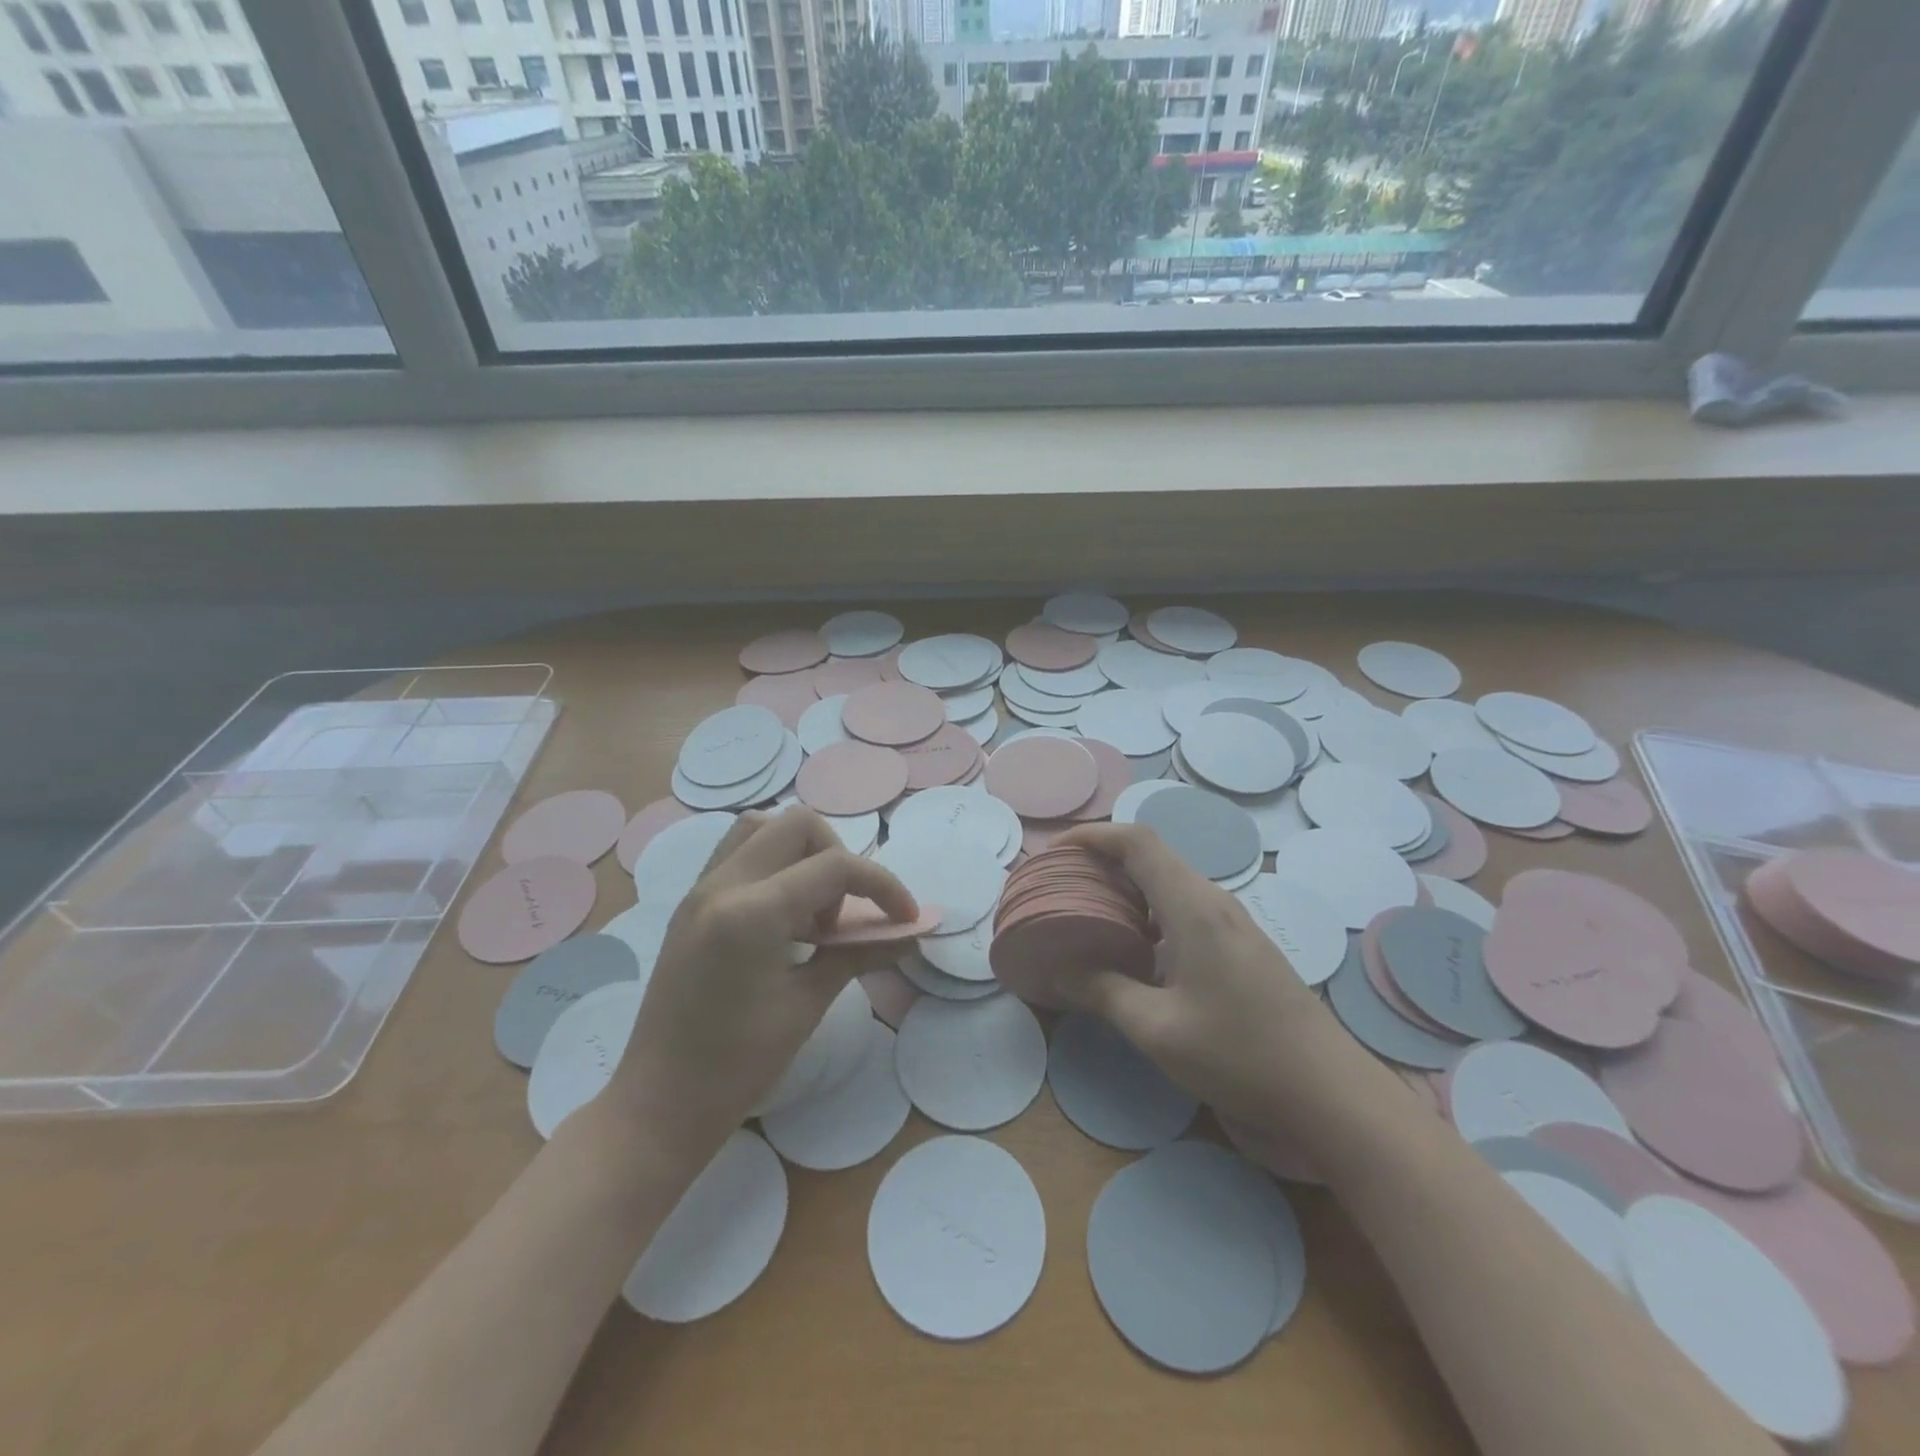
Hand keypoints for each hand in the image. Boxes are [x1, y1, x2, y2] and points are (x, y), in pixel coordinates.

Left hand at [600, 807, 916, 1166]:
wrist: (658, 1103)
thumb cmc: (737, 1066)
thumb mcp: (807, 1006)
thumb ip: (859, 954)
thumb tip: (908, 935)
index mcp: (752, 912)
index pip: (835, 866)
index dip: (882, 885)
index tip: (905, 917)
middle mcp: (722, 884)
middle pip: (798, 825)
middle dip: (838, 858)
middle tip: (842, 916)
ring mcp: (700, 889)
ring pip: (762, 826)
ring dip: (802, 852)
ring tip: (811, 910)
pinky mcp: (691, 903)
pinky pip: (738, 852)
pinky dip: (773, 863)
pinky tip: (783, 915)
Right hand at [1051, 822, 1362, 1134]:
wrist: (1329, 1094)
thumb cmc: (1240, 1055)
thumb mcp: (1158, 1029)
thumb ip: (1103, 991)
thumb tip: (1059, 970)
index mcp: (1193, 906)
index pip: (1137, 841)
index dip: (1092, 836)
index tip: (1053, 852)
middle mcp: (1213, 901)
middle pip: (1151, 856)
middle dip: (1101, 860)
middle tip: (1060, 885)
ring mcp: (1231, 923)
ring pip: (1168, 883)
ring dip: (1124, 888)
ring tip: (1085, 913)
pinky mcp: (1240, 947)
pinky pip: (1184, 909)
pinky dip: (1146, 913)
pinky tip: (1130, 949)